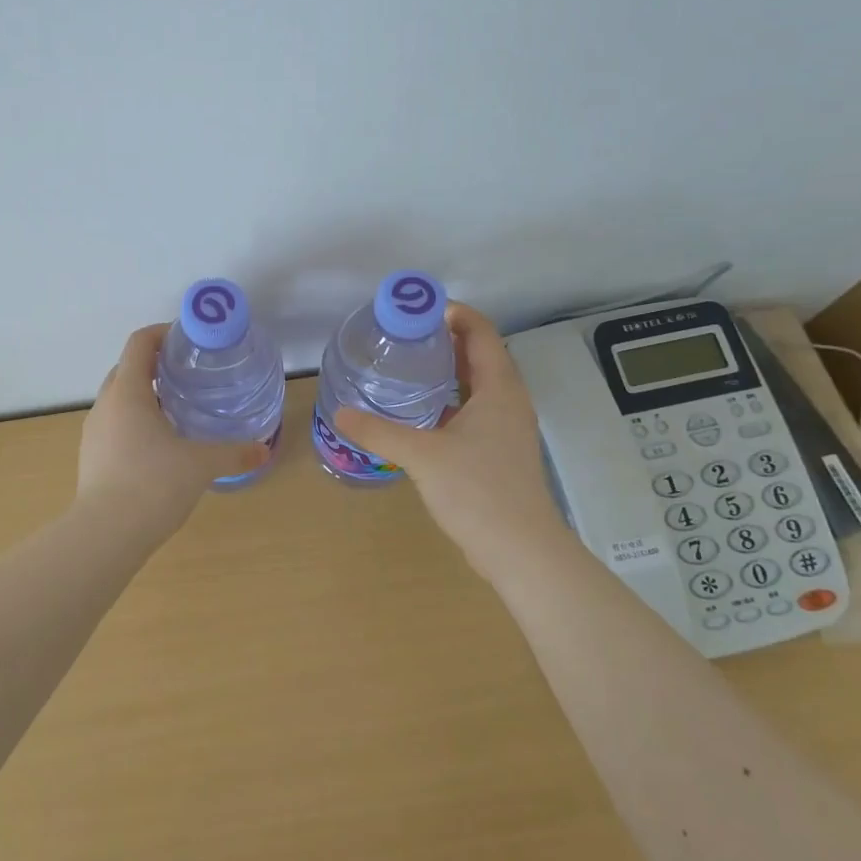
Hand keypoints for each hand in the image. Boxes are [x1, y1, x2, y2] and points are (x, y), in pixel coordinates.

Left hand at [76, 325, 270, 535]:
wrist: (105, 534)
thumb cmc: (153, 484)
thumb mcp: (201, 465)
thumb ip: (234, 453)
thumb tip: (264, 450)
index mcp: (127, 392)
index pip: (139, 343)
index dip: (162, 333)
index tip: (187, 340)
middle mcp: (105, 405)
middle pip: (126, 369)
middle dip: (154, 366)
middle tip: (188, 375)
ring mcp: (93, 432)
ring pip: (118, 400)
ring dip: (143, 396)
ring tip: (176, 410)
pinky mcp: (90, 457)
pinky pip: (113, 426)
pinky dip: (134, 423)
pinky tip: (158, 446)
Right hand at [333, 301, 560, 561]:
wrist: (520, 550)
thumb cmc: (477, 491)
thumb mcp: (422, 456)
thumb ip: (379, 432)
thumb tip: (340, 412)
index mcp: (499, 390)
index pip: (482, 333)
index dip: (455, 314)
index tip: (418, 310)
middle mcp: (508, 401)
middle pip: (481, 355)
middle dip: (446, 340)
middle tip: (404, 335)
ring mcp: (507, 428)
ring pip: (479, 385)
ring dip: (449, 370)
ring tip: (408, 366)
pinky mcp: (500, 451)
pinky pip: (475, 410)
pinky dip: (451, 400)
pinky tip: (421, 412)